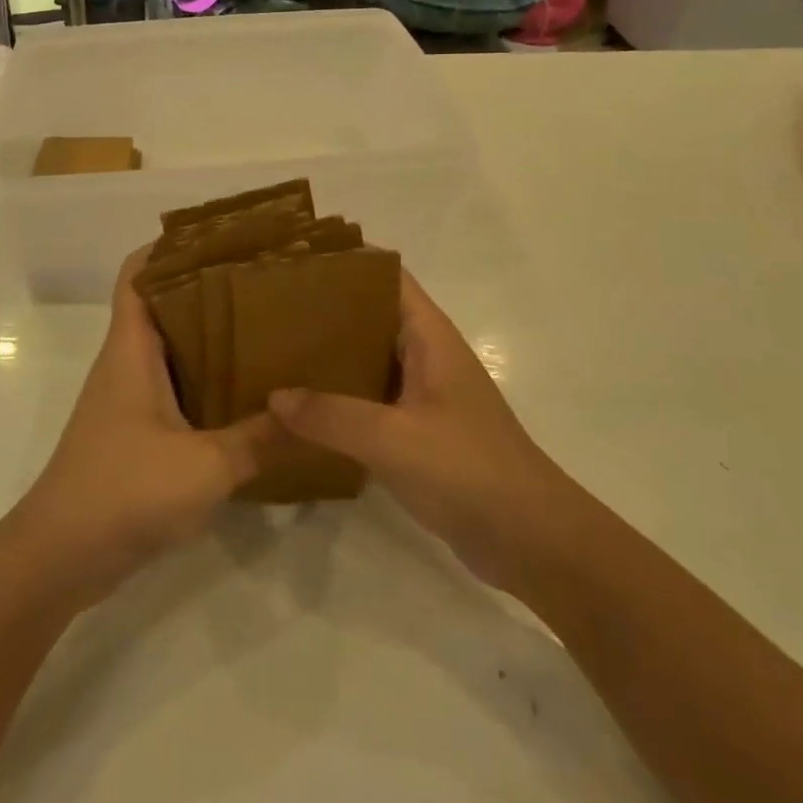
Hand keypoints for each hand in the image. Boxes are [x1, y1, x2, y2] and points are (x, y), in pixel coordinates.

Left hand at [8, 247, 280, 609]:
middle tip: (264, 283)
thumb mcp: (205, 466)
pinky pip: (174, 389)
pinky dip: (205, 381)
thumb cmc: (124, 492)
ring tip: (266, 329)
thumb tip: (310, 414)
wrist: (61, 557)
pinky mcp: (135, 433)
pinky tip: (247, 394)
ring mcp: (128, 399)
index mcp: (131, 350)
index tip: (221, 238)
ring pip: (170, 349)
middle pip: (161, 305)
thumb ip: (260, 439)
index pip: (137, 274)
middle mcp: (126, 364)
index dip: (170, 247)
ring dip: (209, 337)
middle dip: (207, 289)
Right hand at [268, 270, 559, 595]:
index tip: (294, 261)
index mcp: (429, 337)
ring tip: (274, 351)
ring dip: (327, 357)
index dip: (345, 263)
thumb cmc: (469, 471)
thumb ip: (331, 416)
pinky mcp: (417, 432)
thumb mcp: (393, 439)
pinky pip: (368, 401)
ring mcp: (423, 396)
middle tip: (269, 309)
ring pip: (366, 360)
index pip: (386, 277)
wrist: (532, 542)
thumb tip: (273, 397)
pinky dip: (336, 398)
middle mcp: (425, 356)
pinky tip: (299, 409)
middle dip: (323, 310)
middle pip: (370, 316)